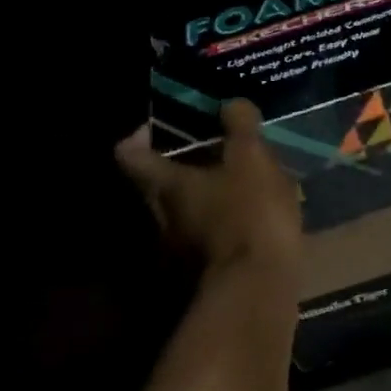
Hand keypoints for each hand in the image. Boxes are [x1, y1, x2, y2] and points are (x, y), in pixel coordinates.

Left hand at [114, 101, 302, 275]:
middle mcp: (162, 217)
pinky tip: (252, 218)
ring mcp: (180, 249)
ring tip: (238, 183)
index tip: (160, 126)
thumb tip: (231, 103)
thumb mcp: (252, 160)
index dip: (140, 136)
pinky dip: (222, 223)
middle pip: (156, 185)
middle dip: (179, 166)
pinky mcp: (205, 271)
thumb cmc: (249, 214)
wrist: (259, 287)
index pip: (131, 154)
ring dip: (203, 196)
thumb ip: (240, 128)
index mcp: (166, 185)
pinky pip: (207, 236)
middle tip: (209, 149)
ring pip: (184, 212)